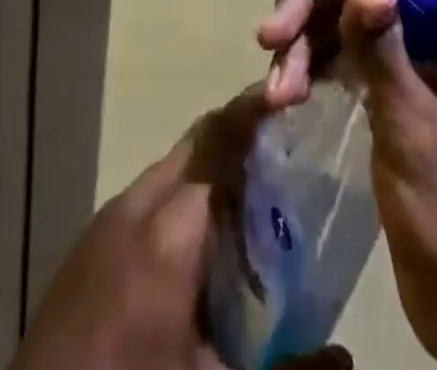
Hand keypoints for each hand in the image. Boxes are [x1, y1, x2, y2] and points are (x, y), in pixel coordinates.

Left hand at [12, 90, 350, 369]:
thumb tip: (348, 356)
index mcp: (169, 232)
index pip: (220, 141)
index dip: (256, 111)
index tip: (292, 93)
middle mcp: (134, 206)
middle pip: (196, 144)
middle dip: (241, 133)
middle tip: (287, 145)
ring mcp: (104, 221)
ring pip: (170, 168)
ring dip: (210, 166)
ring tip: (254, 194)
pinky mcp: (88, 242)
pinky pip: (145, 197)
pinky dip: (181, 196)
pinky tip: (199, 240)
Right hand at [258, 0, 436, 369]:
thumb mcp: (419, 135)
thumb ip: (386, 53)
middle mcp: (436, 33)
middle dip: (313, 2)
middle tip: (270, 35)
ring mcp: (407, 61)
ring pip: (342, 18)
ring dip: (302, 43)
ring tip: (276, 89)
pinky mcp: (384, 92)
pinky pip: (338, 56)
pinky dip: (307, 69)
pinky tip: (282, 96)